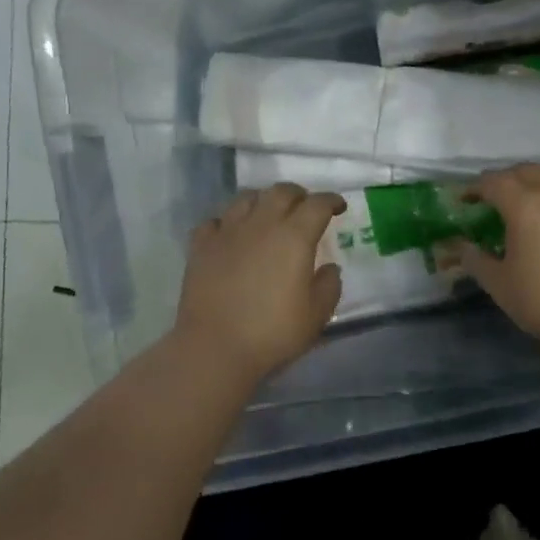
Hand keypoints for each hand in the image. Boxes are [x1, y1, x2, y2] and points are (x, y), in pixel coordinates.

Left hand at [174, 184, 345, 379]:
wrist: (215, 347)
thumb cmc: (273, 332)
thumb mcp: (316, 315)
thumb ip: (328, 286)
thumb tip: (329, 268)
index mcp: (294, 236)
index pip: (317, 204)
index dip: (331, 200)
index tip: (339, 207)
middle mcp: (261, 224)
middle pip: (281, 191)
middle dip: (298, 195)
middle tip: (305, 208)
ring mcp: (227, 231)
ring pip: (246, 198)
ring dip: (263, 200)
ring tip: (268, 215)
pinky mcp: (201, 246)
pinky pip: (215, 221)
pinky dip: (228, 222)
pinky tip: (231, 234)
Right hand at [452, 164, 539, 355]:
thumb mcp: (500, 284)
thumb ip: (476, 261)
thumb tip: (460, 248)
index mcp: (524, 205)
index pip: (495, 182)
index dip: (476, 187)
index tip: (465, 199)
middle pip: (528, 171)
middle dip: (507, 178)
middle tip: (494, 197)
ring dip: (539, 180)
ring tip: (530, 198)